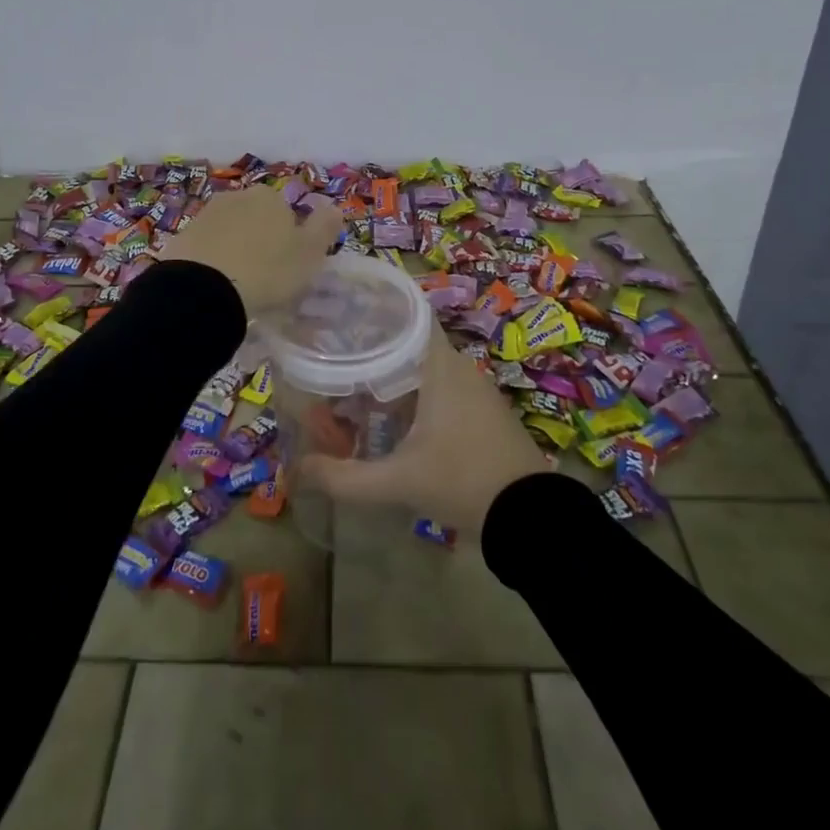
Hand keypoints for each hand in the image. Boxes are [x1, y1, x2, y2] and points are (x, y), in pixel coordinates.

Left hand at [159, 186, 341, 316]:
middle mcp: (236, 197)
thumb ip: (325, 227)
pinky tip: (215, 287)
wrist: (203, 290)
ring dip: (235, 251)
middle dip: (261, 240)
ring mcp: (205, 216)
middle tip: (266, 276)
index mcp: (270, 198)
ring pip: (229, 232)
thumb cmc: (267, 270)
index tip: (290, 265)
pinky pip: (206, 250)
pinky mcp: (181, 239)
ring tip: (240, 285)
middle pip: (256, 218)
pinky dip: (212, 264)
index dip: (291, 238)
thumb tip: (335, 207)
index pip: (287, 212)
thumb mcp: (310, 253)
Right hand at [297, 327, 560, 536]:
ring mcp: (473, 388)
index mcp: (439, 365)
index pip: (407, 314)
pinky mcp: (481, 411)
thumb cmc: (462, 481)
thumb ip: (346, 477)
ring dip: (392, 376)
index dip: (375, 311)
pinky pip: (439, 387)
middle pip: (408, 342)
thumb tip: (298, 470)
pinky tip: (389, 416)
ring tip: (352, 387)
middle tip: (334, 358)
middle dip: (372, 350)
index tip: (342, 316)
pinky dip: (412, 393)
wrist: (530, 517)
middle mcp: (457, 366)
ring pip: (423, 367)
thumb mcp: (399, 482)